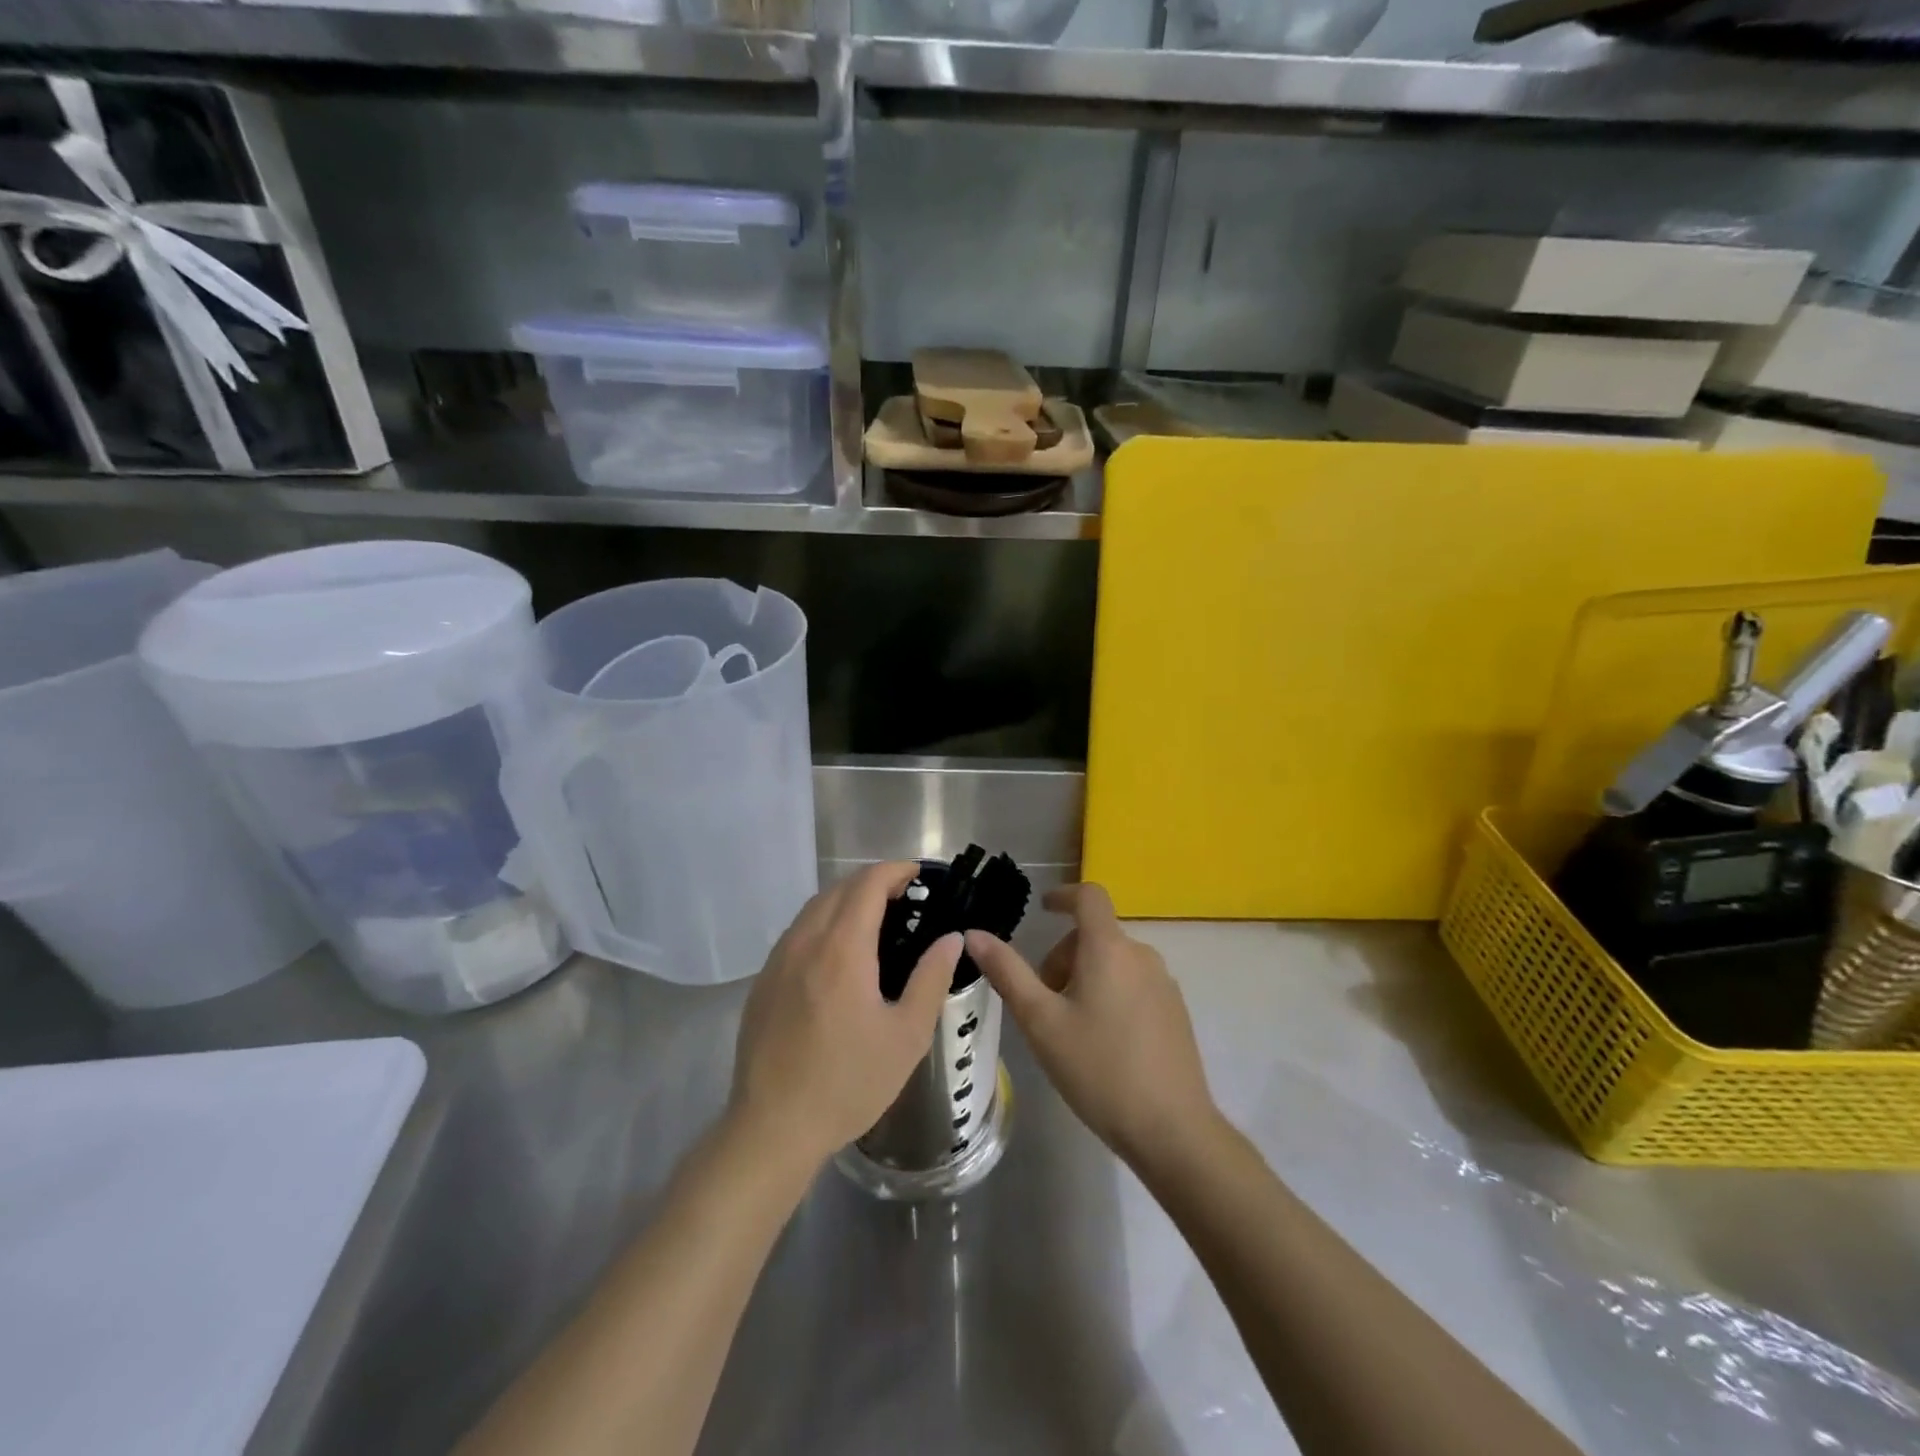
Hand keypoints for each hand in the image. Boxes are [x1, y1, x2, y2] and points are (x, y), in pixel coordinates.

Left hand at [730, 862, 961, 1170]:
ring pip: (813, 908)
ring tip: (876, 918)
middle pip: (838, 889)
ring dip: (846, 899)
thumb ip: (931, 979)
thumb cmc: (848, 1083)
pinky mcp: (763, 981)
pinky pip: (797, 932)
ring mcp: (778, 960)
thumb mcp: (906, 1035)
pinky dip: (823, 922)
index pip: (867, 884)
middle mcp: (804, 942)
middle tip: (905, 897)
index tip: (919, 874)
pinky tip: (838, 953)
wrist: (772, 1128)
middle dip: (873, 882)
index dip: (894, 870)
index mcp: (841, 949)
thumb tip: (951, 938)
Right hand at [964, 883, 1216, 1168]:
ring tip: (1069, 1028)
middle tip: (1043, 1002)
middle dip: (1063, 957)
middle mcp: (1142, 956)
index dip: (1062, 895)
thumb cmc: (1098, 1069)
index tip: (1042, 909)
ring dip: (1085, 977)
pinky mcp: (1176, 1011)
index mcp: (1109, 949)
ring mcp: (1164, 984)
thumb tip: (974, 934)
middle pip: (1095, 935)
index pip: (1089, 896)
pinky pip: (1134, 984)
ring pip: (1114, 962)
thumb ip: (1007, 973)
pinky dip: (1110, 994)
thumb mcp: (1041, 1022)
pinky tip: (1102, 1044)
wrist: (1172, 1129)